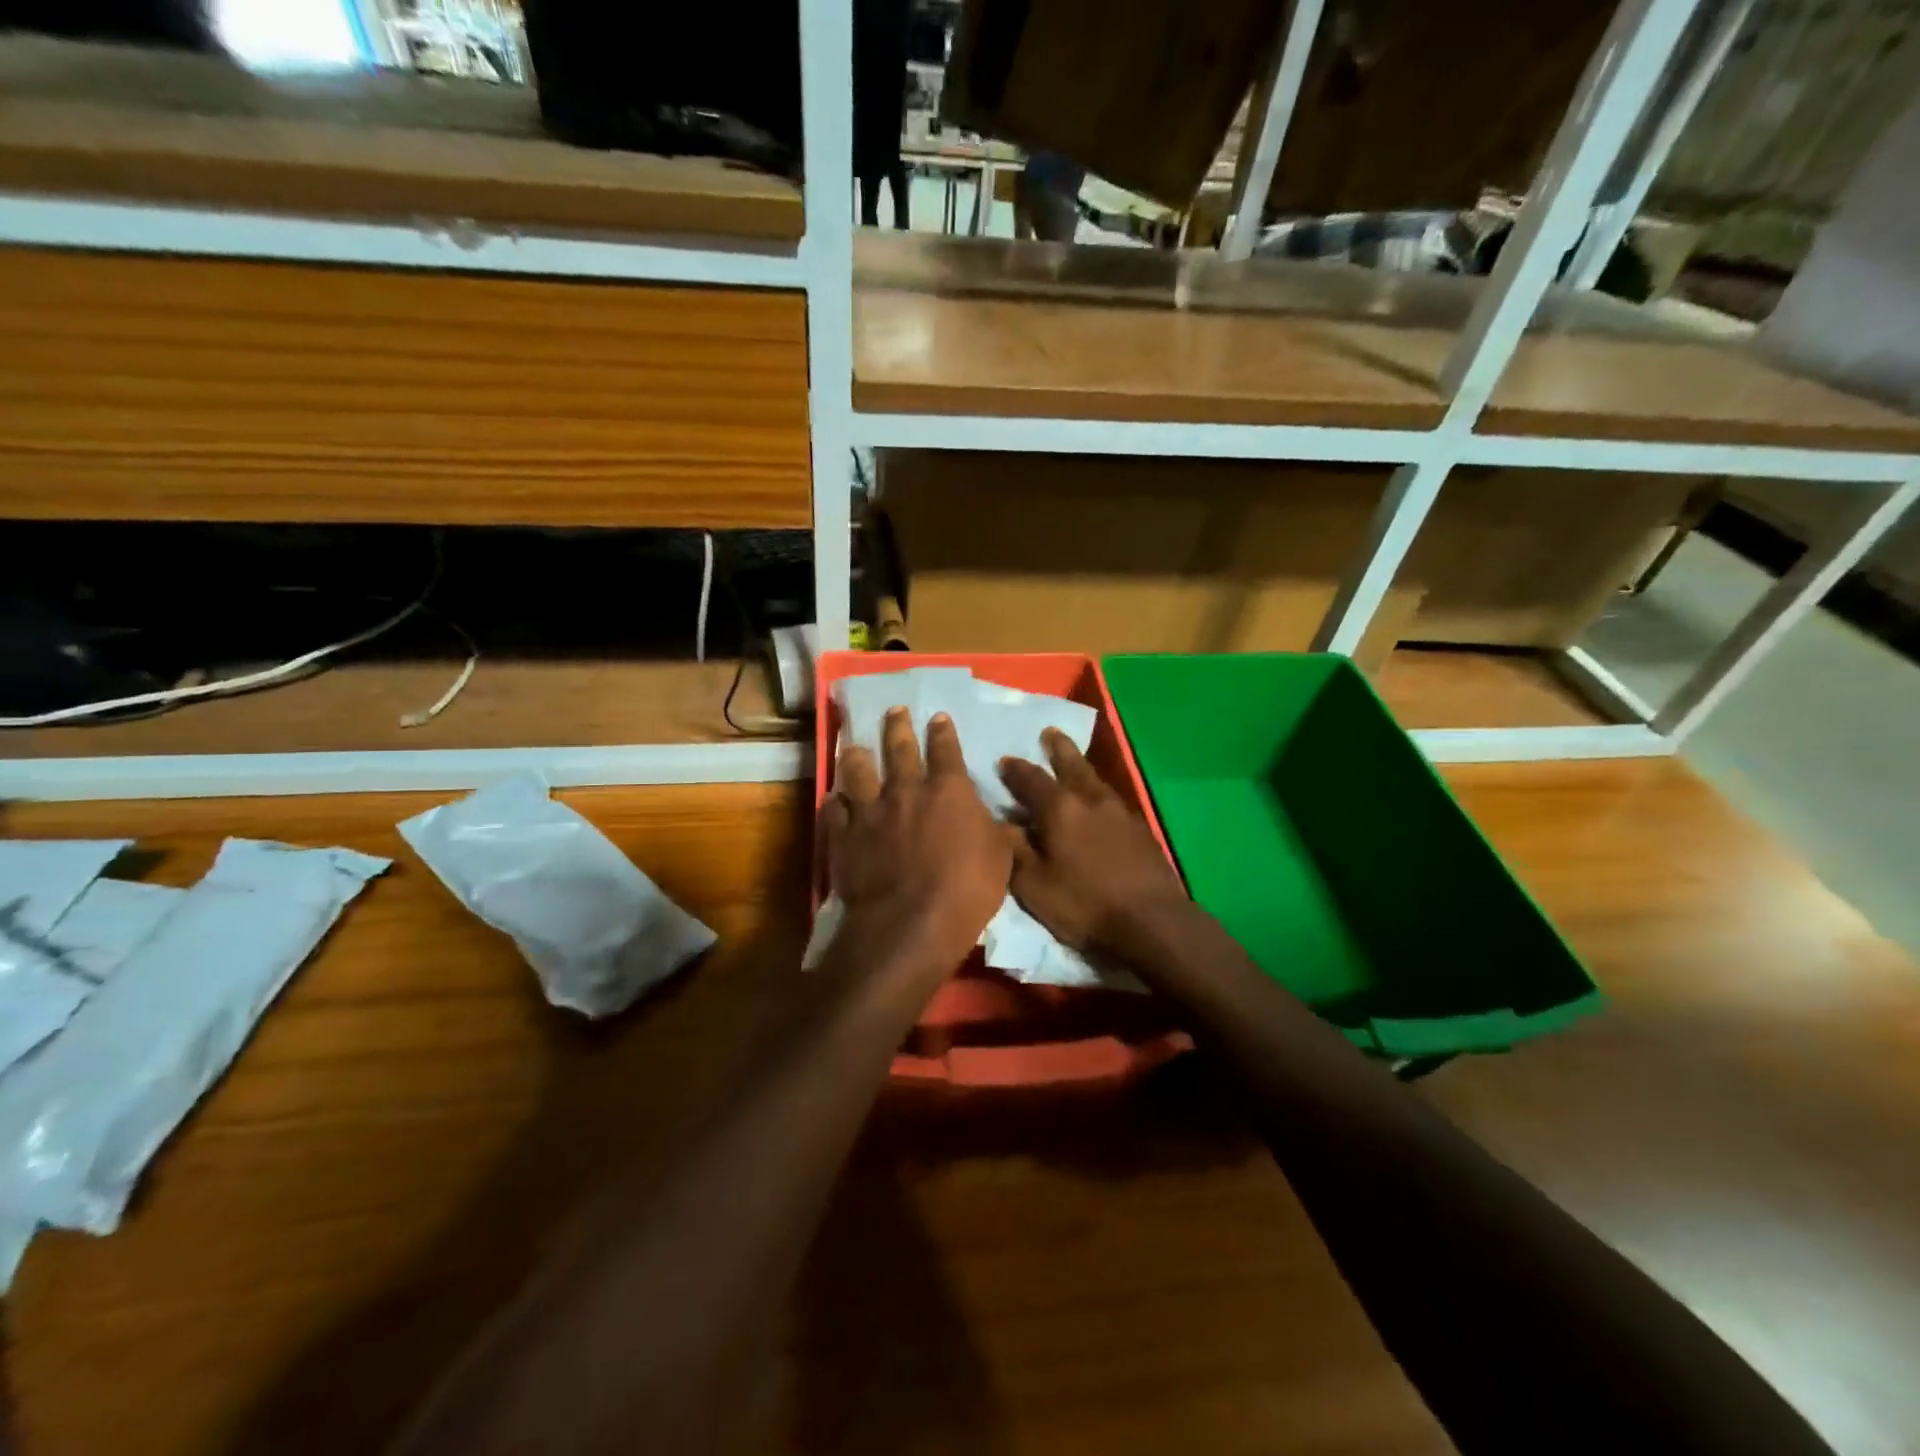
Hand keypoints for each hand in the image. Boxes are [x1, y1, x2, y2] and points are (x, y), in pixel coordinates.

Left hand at [822, 706, 1012, 974]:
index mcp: (948, 790)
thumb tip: (999, 818)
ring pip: (858, 772)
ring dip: (857, 756)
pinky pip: (835, 811)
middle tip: (894, 711)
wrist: (909, 924)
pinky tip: (834, 798)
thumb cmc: (966, 890)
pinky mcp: (844, 837)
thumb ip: (995, 830)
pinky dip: (835, 802)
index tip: (938, 717)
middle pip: (898, 749)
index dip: (943, 732)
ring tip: (854, 745)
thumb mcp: (1001, 858)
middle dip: (897, 727)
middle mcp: (906, 790)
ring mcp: (870, 812)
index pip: (946, 750)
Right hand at [998, 730, 1189, 963]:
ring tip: (1071, 760)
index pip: (1031, 779)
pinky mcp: (1139, 829)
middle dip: (1057, 748)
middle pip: (1071, 765)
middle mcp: (1090, 800)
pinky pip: (1111, 798)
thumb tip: (1001, 823)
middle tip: (1049, 732)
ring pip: (1094, 779)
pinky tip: (1097, 800)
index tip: (1004, 761)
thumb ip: (1015, 850)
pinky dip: (1097, 791)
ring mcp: (1119, 812)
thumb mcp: (1034, 885)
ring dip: (1079, 765)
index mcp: (1060, 809)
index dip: (1015, 770)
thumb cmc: (1084, 904)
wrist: (1152, 921)